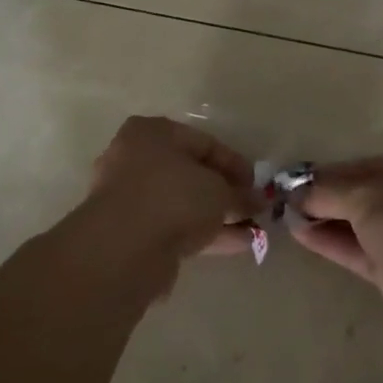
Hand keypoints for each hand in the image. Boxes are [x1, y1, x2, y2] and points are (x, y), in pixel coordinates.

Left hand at [85, 116, 258, 261]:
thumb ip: (240, 195)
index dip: (235, 163)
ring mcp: (129, 198)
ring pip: (182, 203)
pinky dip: (202, 233)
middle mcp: (135, 159)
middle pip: (190, 174)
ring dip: (216, 216)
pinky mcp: (129, 233)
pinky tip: (236, 245)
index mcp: (152, 133)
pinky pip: (173, 227)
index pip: (203, 143)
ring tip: (252, 231)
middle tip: (252, 208)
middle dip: (224, 193)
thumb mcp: (219, 191)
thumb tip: (258, 201)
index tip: (257, 184)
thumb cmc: (174, 197)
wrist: (125, 249)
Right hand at [291, 152, 382, 356]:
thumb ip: (330, 191)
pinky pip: (356, 249)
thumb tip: (296, 192)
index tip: (297, 176)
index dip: (332, 170)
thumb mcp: (369, 197)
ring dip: (324, 218)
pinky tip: (299, 233)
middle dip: (325, 195)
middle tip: (285, 196)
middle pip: (362, 193)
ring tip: (284, 214)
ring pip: (358, 223)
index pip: (368, 164)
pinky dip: (330, 241)